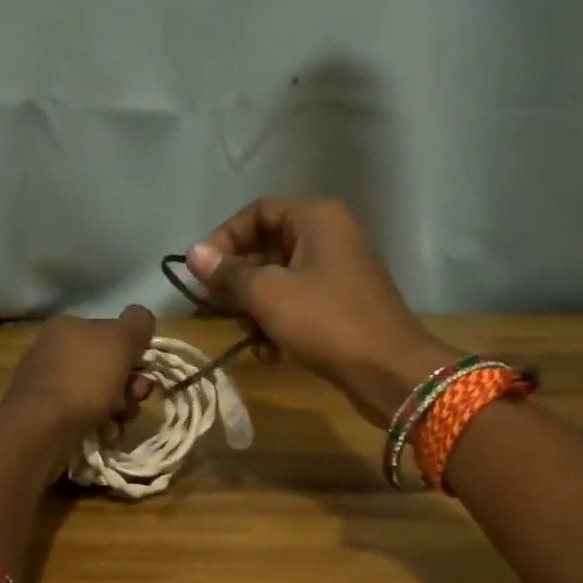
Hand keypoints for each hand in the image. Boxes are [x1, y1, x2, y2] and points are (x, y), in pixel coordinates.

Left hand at [0, 307, 155, 478]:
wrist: (43, 429)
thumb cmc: (84, 378)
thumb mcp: (120, 340)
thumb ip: (137, 323)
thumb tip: (142, 317)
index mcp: (68, 328)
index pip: (112, 334)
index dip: (134, 353)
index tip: (144, 371)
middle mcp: (56, 353)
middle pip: (110, 368)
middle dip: (130, 387)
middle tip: (135, 398)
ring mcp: (51, 387)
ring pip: (102, 396)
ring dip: (120, 410)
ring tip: (118, 422)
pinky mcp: (49, 418)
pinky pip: (87, 418)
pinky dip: (101, 426)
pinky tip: (104, 434)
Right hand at [186, 199, 455, 424]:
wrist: (389, 370)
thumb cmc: (327, 322)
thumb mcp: (269, 295)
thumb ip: (228, 274)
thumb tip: (193, 254)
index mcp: (316, 218)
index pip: (257, 211)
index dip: (224, 238)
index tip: (203, 273)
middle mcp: (329, 235)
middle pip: (267, 246)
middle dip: (239, 280)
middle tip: (220, 308)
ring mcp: (338, 271)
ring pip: (279, 279)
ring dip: (256, 307)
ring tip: (249, 335)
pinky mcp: (341, 304)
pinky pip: (297, 302)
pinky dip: (279, 322)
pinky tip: (270, 351)